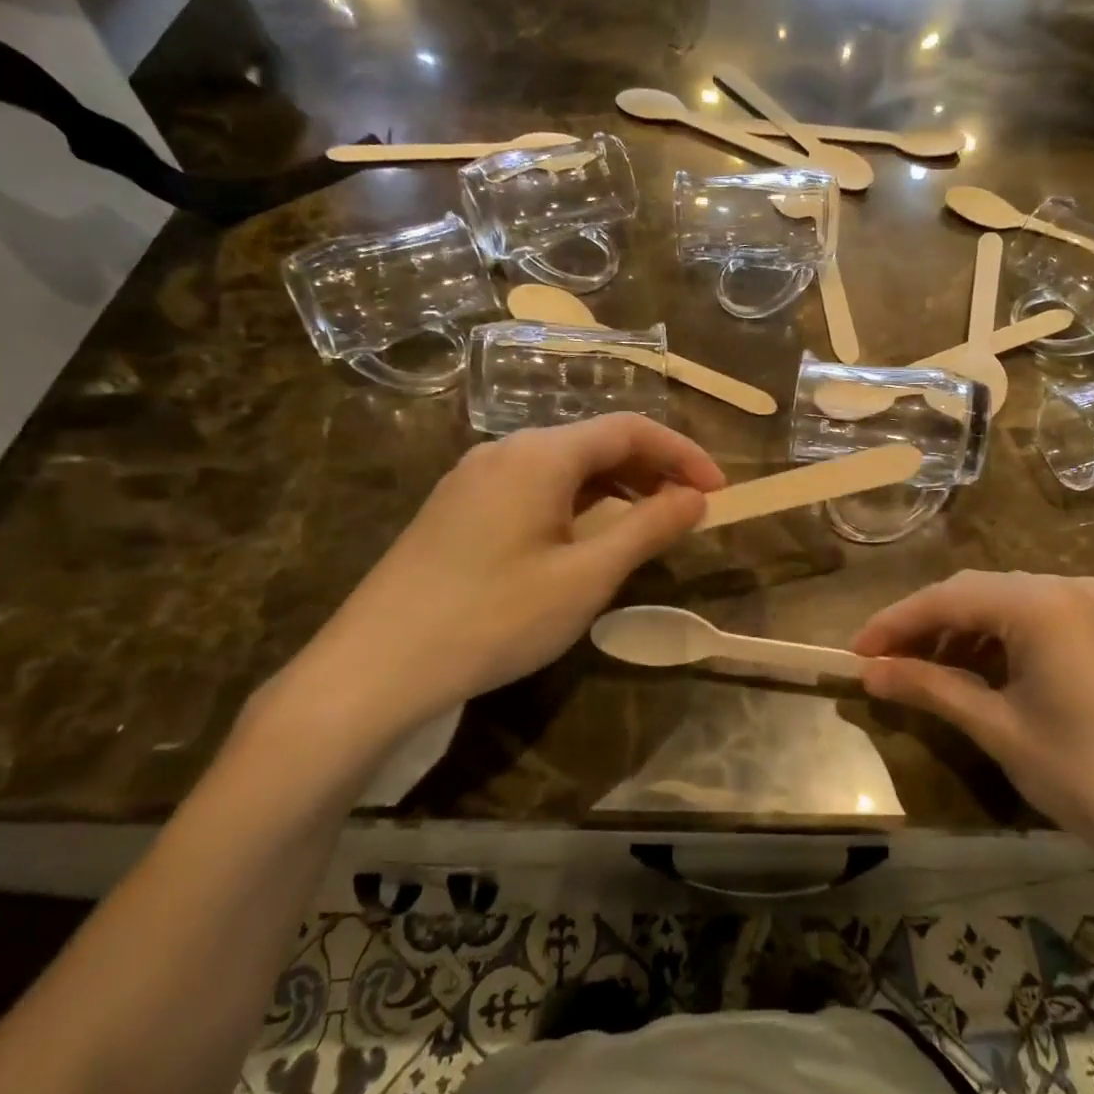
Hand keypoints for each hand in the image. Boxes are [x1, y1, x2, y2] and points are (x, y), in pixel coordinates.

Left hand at [274, 415, 724, 762]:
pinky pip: (533, 487)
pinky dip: (576, 502)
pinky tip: (584, 539)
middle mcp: (506, 449)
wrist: (375, 666)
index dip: (682, 453)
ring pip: (563, 465)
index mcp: (541, 453)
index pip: (630, 428)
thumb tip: (697, 498)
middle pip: (595, 441)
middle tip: (689, 510)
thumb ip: (647, 528)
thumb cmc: (494, 617)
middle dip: (650, 469)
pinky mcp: (457, 507)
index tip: (718, 490)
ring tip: (646, 526)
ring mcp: (475, 477)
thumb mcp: (586, 577)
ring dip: (614, 487)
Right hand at [852, 570, 1093, 892]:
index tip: (856, 653)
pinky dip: (1003, 639)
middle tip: (885, 663)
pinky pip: (1041, 618)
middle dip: (927, 625)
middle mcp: (1070, 587)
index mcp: (1041, 603)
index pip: (947, 598)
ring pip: (1009, 603)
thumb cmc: (1090, 776)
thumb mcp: (999, 730)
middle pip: (977, 592)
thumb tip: (868, 673)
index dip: (895, 623)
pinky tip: (984, 671)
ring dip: (964, 631)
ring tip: (929, 671)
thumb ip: (930, 689)